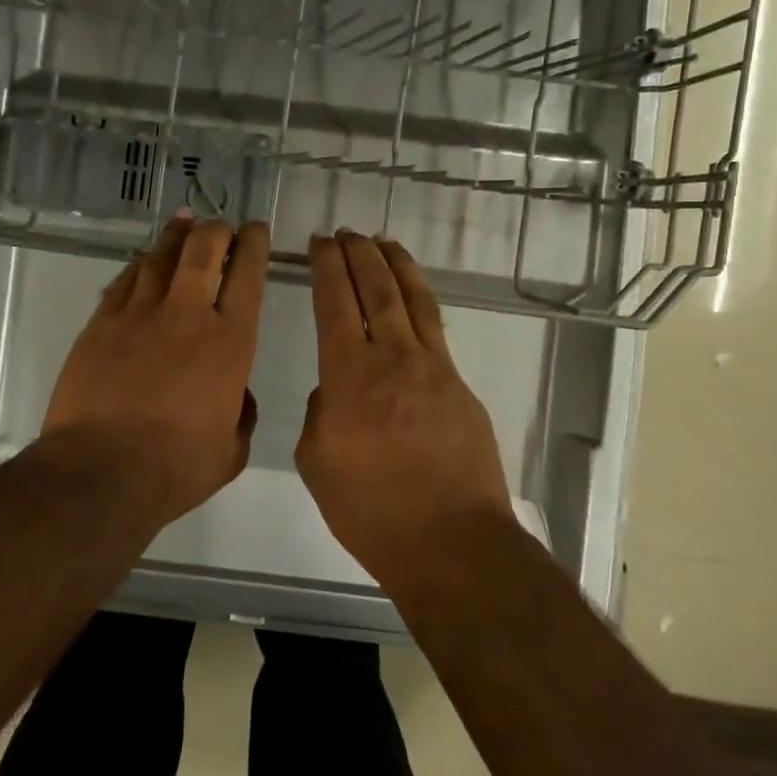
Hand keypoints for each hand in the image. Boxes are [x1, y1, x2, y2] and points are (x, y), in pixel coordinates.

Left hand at [43, 215, 268, 521]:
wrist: (101, 471)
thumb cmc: (176, 467)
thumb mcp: (231, 450)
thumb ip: (241, 414)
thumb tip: (237, 394)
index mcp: (230, 341)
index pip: (247, 275)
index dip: (254, 244)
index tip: (256, 230)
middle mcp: (186, 314)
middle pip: (203, 249)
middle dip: (216, 230)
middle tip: (220, 227)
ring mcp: (139, 314)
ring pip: (160, 256)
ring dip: (177, 236)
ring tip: (184, 224)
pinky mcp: (101, 322)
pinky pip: (124, 279)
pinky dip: (140, 265)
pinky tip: (144, 261)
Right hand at [296, 230, 515, 584]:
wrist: (451, 542)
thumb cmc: (371, 509)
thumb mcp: (317, 462)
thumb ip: (321, 413)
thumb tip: (336, 390)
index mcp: (349, 375)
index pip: (335, 302)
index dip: (327, 267)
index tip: (320, 243)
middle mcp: (392, 357)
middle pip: (375, 289)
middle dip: (357, 254)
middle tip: (345, 233)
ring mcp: (433, 367)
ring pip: (412, 299)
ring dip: (394, 265)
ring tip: (382, 242)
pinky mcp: (459, 385)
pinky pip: (436, 328)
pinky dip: (420, 300)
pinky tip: (413, 295)